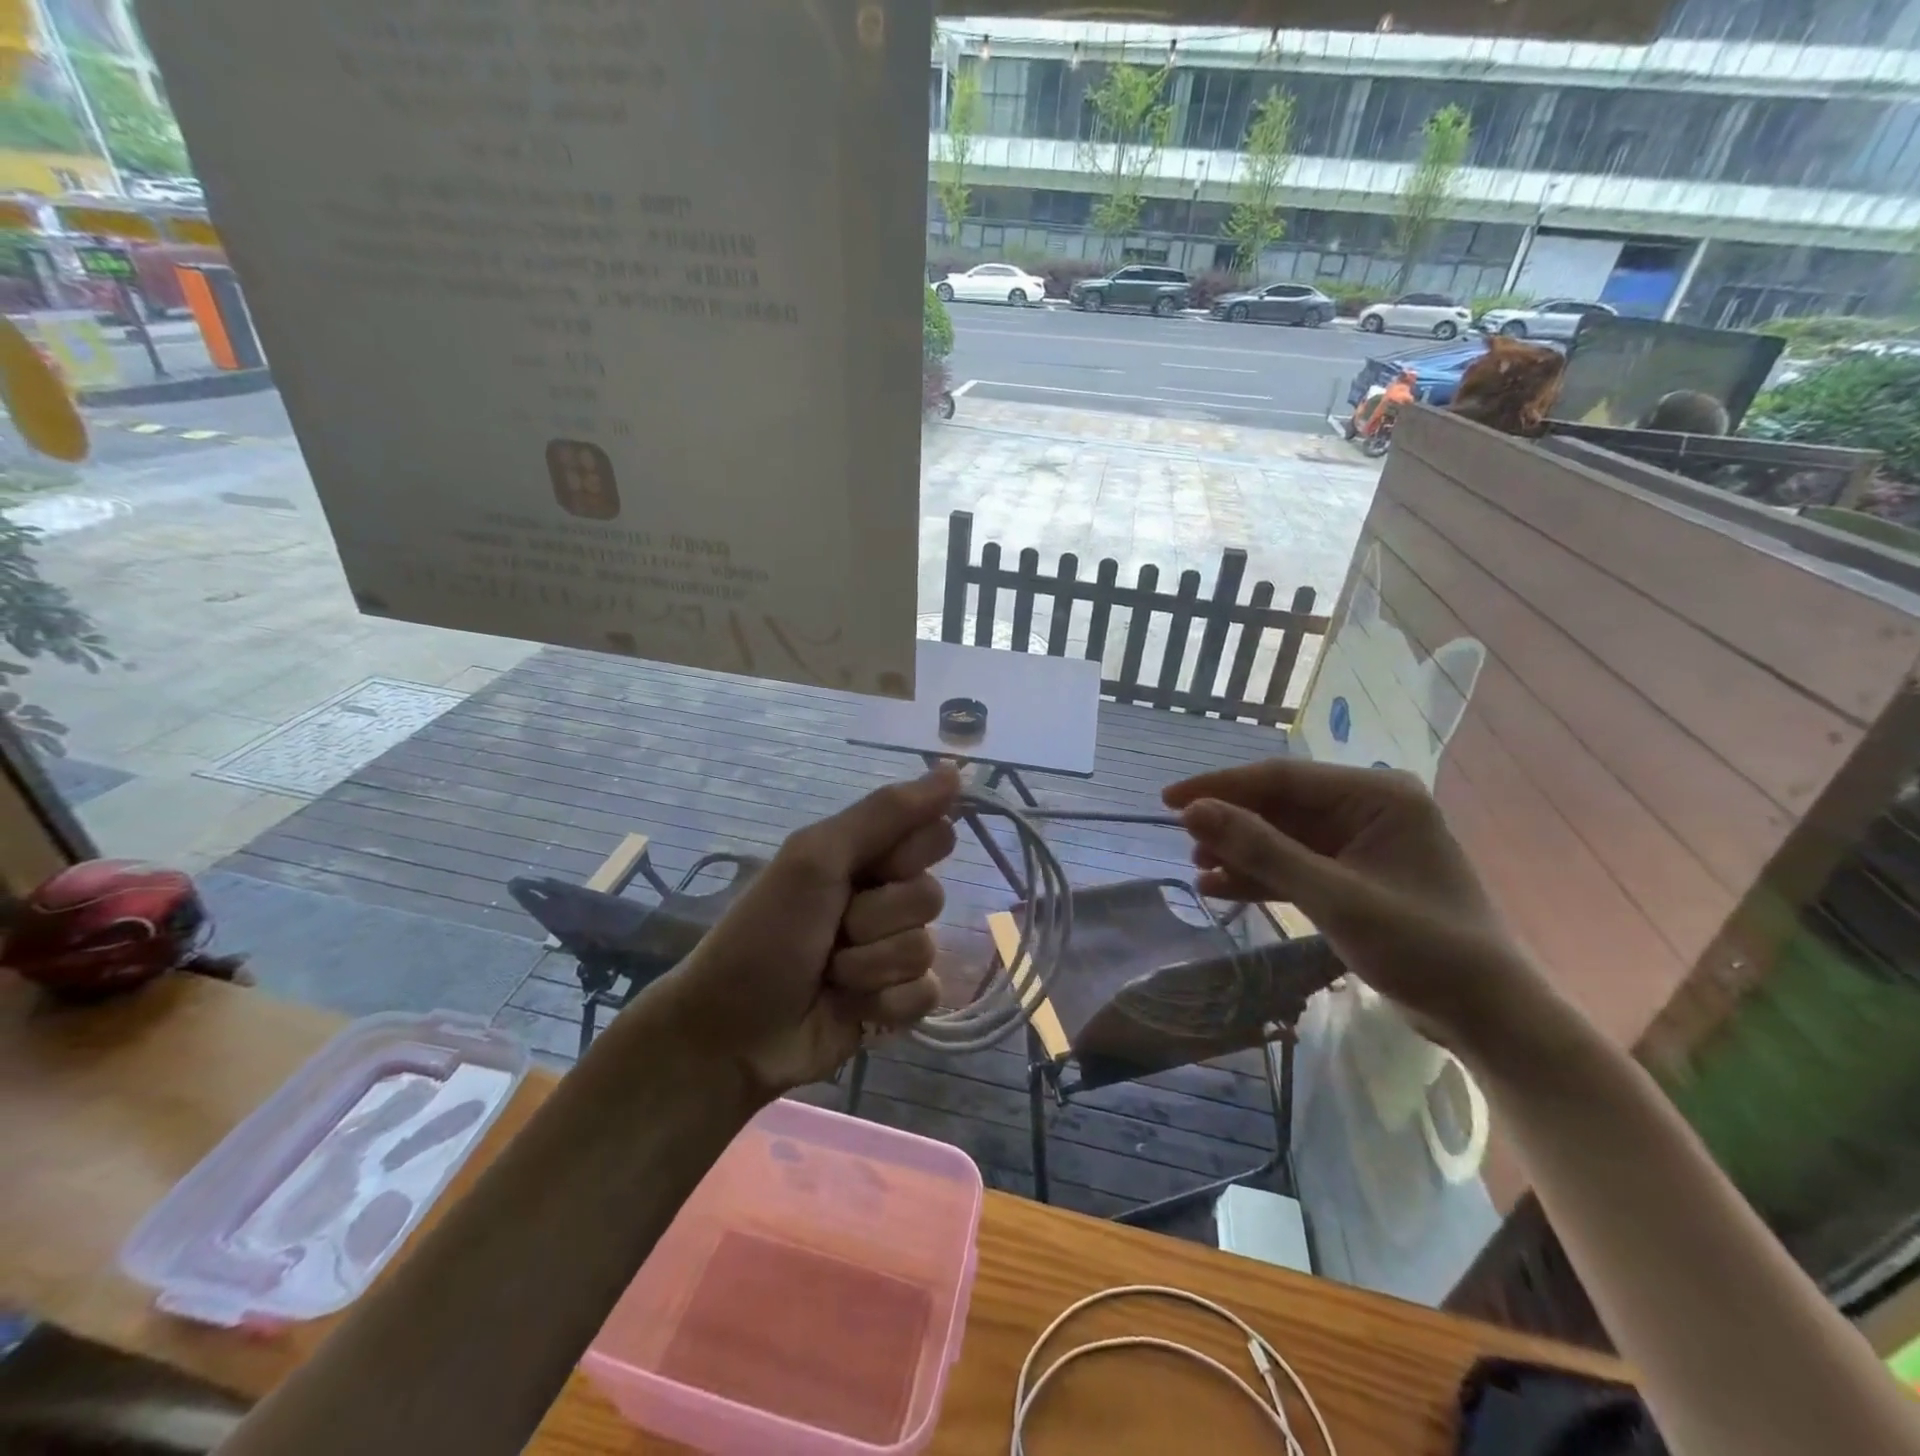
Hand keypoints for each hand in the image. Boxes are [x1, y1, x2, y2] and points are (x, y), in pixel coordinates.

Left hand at [644, 766, 959, 1097]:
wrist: (731, 1030)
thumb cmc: (767, 933)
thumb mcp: (818, 856)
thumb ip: (887, 812)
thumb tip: (955, 768)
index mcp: (865, 856)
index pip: (934, 835)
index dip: (907, 855)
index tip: (870, 868)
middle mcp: (883, 898)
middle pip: (932, 895)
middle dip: (878, 917)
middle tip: (834, 927)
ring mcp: (890, 953)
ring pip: (926, 948)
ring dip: (870, 965)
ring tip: (829, 973)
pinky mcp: (895, 1003)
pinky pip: (926, 993)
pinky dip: (885, 1003)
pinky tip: (849, 1008)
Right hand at [1164, 758, 1543, 1053]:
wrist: (1486, 1014)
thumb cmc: (1420, 946)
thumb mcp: (1333, 896)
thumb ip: (1261, 850)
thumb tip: (1193, 812)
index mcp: (1375, 795)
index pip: (1282, 778)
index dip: (1221, 787)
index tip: (1169, 800)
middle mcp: (1367, 808)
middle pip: (1279, 806)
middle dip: (1231, 824)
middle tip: (1184, 842)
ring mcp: (1360, 843)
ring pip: (1282, 836)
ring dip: (1241, 852)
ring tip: (1198, 869)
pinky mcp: (1353, 876)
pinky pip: (1295, 864)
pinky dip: (1260, 875)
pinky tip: (1220, 887)